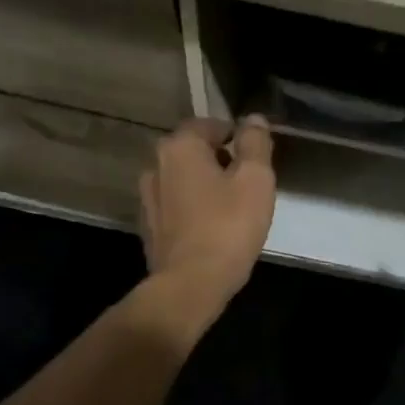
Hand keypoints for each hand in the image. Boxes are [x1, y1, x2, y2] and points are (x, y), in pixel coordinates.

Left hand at [139, 116, 276, 311]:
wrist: (190, 285)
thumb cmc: (227, 226)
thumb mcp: (255, 179)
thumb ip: (255, 143)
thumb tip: (254, 120)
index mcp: (180, 147)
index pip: (210, 124)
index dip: (236, 136)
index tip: (256, 157)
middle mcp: (156, 165)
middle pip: (194, 151)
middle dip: (220, 160)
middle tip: (248, 181)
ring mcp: (148, 198)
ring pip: (184, 179)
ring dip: (206, 184)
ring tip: (232, 205)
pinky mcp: (150, 226)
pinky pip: (177, 205)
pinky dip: (194, 207)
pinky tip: (213, 226)